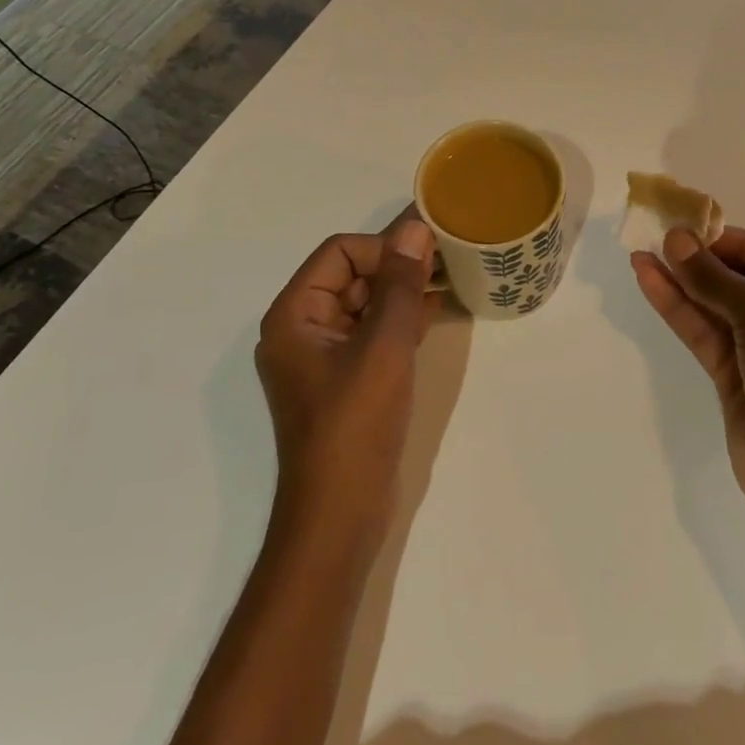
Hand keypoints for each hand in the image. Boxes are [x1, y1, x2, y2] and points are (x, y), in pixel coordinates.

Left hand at [257, 219, 439, 541]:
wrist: (339, 517)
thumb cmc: (354, 425)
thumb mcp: (382, 347)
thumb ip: (400, 284)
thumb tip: (413, 228)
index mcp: (294, 314)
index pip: (340, 252)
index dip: (383, 248)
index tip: (428, 256)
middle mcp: (303, 328)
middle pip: (352, 274)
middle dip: (397, 267)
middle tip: (447, 262)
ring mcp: (324, 356)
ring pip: (366, 302)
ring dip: (404, 290)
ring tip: (449, 280)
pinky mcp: (346, 379)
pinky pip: (373, 332)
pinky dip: (402, 318)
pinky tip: (437, 310)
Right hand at [632, 225, 744, 539]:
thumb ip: (714, 277)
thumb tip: (675, 239)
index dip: (736, 241)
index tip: (695, 235)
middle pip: (742, 277)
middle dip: (702, 260)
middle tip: (660, 240)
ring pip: (715, 305)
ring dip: (681, 280)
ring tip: (641, 254)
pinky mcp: (732, 378)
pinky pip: (702, 332)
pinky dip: (676, 307)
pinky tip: (648, 281)